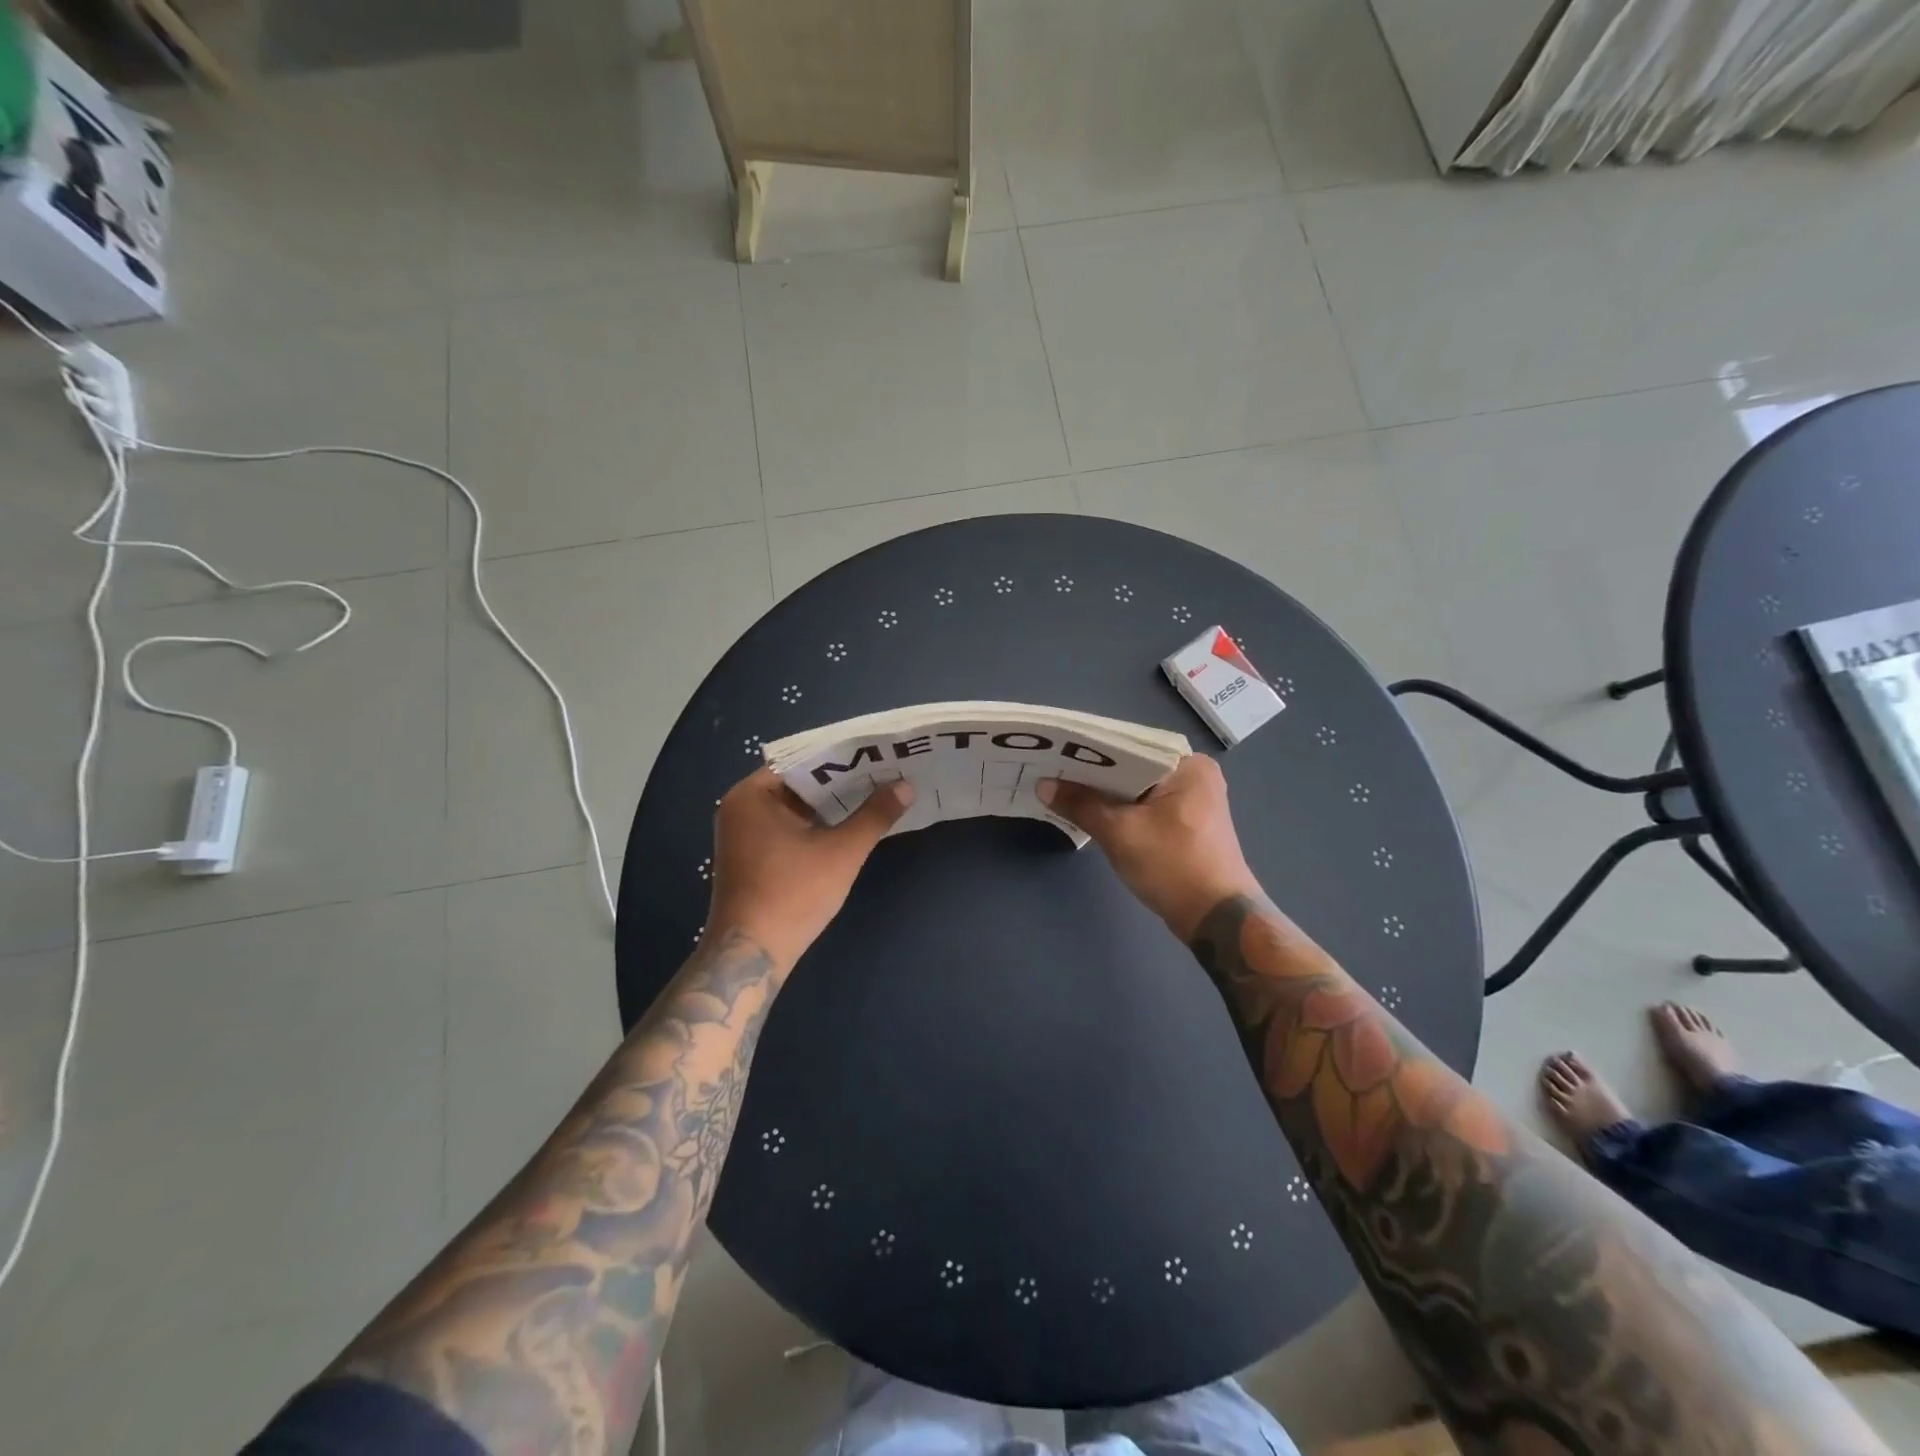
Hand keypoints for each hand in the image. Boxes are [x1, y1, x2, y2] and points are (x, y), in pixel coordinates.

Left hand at [706, 768, 912, 970]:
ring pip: (795, 807)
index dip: (840, 757)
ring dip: (830, 804)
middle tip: (882, 772)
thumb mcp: (842, 851)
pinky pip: (787, 827)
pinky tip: (849, 825)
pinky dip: (815, 824)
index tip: (875, 754)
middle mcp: (741, 807)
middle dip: (840, 781)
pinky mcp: (750, 856)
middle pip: (798, 782)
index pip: (801, 760)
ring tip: (874, 793)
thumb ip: (875, 815)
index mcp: (752, 795)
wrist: (751, 955)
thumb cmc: (793, 894)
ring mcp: (742, 834)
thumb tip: (906, 785)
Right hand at [1038, 755, 1258, 939]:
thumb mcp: (1120, 833)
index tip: (1054, 750)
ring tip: (1062, 787)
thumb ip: (1081, 804)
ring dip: (1106, 793)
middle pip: (1133, 767)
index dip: (1090, 749)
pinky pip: (1145, 806)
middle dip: (1095, 773)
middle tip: (1051, 768)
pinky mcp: (1187, 825)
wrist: (1216, 919)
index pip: (1129, 745)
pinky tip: (1091, 812)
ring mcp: (1193, 802)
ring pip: (1137, 789)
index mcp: (1189, 765)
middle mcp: (1195, 775)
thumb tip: (1043, 784)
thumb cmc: (1173, 866)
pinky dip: (1121, 810)